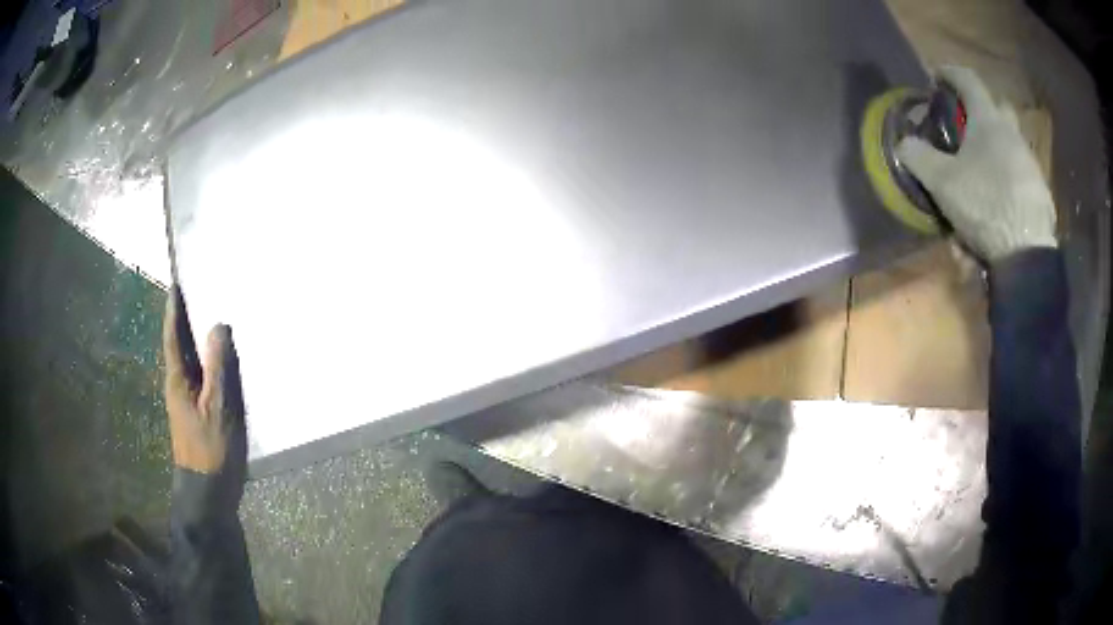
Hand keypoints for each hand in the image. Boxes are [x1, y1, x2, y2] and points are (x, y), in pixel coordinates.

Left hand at [163, 286, 246, 475]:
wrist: (207, 491)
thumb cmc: (210, 449)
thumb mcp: (217, 407)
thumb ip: (217, 368)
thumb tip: (217, 327)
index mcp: (177, 380)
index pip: (173, 337)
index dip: (174, 311)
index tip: (175, 286)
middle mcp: (178, 386)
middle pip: (180, 347)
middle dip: (184, 321)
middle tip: (195, 295)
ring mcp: (186, 402)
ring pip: (191, 363)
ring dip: (196, 342)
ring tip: (208, 320)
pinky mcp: (197, 414)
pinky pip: (201, 378)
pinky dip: (207, 363)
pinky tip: (220, 361)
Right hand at [896, 66, 1056, 261]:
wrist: (1027, 254)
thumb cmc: (985, 205)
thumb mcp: (942, 182)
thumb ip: (918, 156)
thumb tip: (903, 142)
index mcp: (988, 120)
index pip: (967, 79)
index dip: (949, 73)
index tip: (936, 77)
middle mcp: (1012, 133)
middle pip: (997, 107)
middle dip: (981, 110)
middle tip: (967, 127)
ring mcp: (1030, 163)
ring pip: (1011, 143)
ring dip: (997, 149)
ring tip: (982, 175)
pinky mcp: (1040, 192)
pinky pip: (1021, 174)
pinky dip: (1009, 180)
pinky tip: (1000, 202)